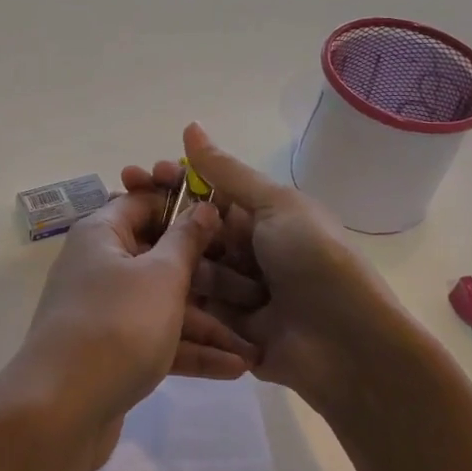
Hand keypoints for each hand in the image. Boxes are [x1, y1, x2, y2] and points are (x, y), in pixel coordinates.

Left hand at [0, 189, 259, 470]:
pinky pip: (157, 338)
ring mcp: (106, 310)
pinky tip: (236, 369)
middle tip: (255, 286)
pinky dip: (191, 350)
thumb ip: (186, 240)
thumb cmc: (116, 326)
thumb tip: (203, 206)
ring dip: (208, 322)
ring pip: (164, 303)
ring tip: (255, 343)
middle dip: (209, 273)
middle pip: (160, 256)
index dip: (186, 206)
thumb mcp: (160, 277)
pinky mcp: (113, 350)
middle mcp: (100, 264)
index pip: (145, 202)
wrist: (59, 411)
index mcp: (103, 234)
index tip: (230, 218)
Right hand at [121, 124, 415, 420]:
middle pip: (191, 228)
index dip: (173, 181)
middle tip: (124, 205)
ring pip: (186, 265)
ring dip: (178, 260)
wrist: (348, 345)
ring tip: (164, 262)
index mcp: (261, 216)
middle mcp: (246, 249)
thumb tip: (191, 125)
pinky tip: (150, 287)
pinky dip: (178, 297)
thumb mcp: (275, 205)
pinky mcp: (225, 328)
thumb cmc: (315, 261)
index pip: (206, 191)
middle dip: (162, 218)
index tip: (141, 173)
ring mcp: (235, 290)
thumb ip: (226, 172)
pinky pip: (191, 306)